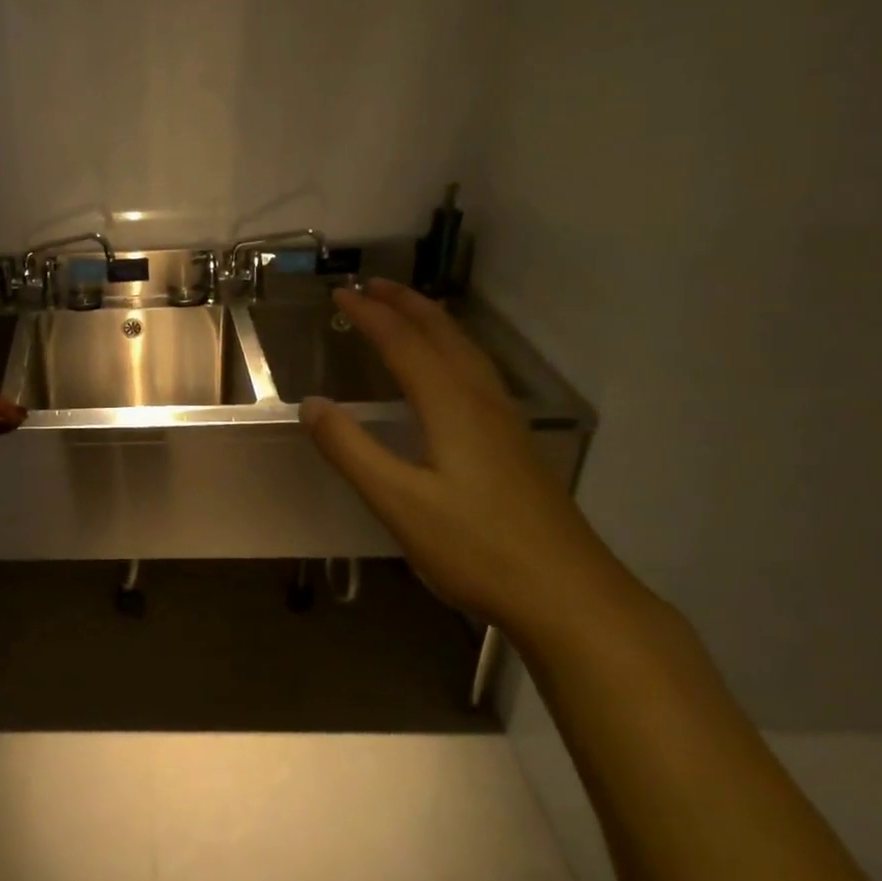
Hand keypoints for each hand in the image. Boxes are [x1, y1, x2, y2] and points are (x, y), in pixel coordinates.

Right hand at [299, 279, 626, 640]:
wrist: (570, 596)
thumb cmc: (476, 548)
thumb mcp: (398, 502)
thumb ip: (350, 450)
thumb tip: (311, 404)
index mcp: (452, 406)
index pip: (404, 343)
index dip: (370, 315)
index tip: (340, 295)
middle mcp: (482, 402)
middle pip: (444, 335)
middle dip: (406, 305)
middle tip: (373, 284)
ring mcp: (506, 423)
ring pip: (467, 352)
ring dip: (433, 322)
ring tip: (408, 309)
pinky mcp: (516, 445)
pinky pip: (477, 373)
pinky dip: (452, 349)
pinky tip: (449, 370)